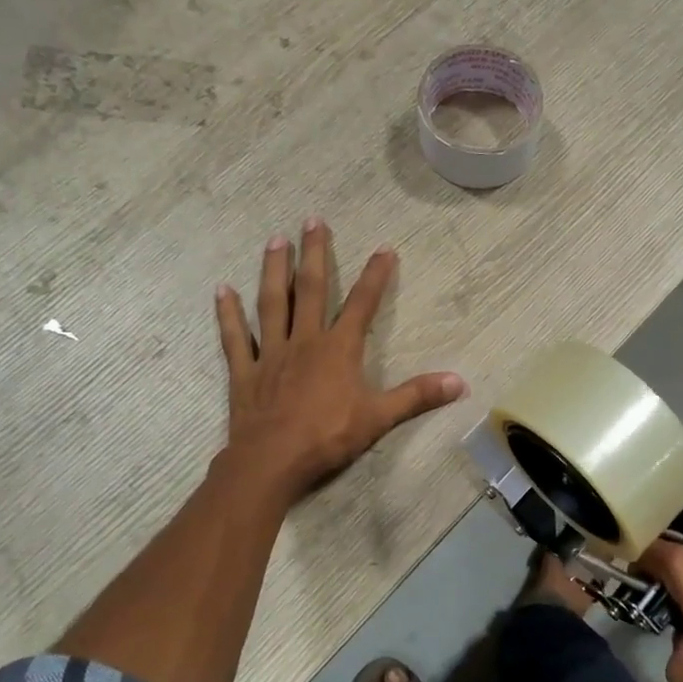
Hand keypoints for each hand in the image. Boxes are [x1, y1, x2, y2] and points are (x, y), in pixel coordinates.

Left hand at [215, 220, 466, 497]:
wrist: (272, 461)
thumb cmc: (328, 437)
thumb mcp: (380, 417)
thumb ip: (418, 396)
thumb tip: (460, 382)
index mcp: (339, 349)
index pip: (362, 304)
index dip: (375, 276)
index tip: (384, 249)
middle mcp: (305, 341)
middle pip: (310, 290)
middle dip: (314, 254)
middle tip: (313, 220)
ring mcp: (272, 354)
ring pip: (272, 303)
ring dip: (273, 270)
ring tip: (275, 240)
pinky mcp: (245, 371)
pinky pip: (236, 337)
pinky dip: (229, 314)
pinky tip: (222, 290)